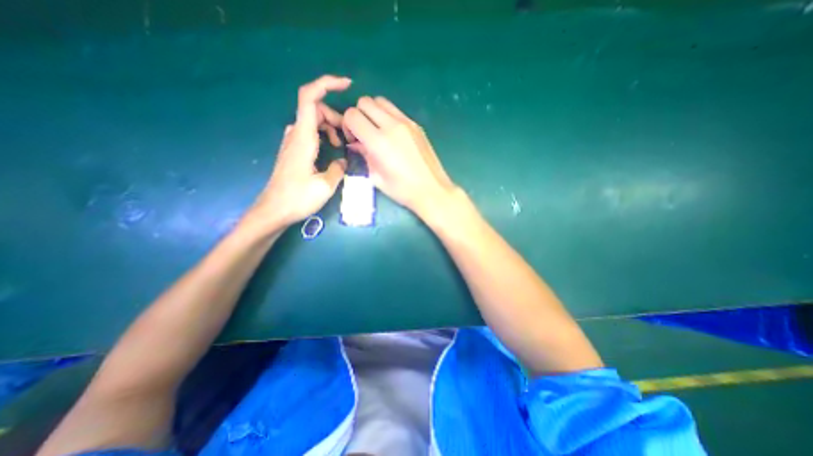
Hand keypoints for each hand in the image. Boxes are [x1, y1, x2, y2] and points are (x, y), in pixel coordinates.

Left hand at [246, 75, 351, 232]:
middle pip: (315, 109)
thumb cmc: (297, 198)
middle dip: (335, 116)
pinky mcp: (294, 151)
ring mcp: (293, 142)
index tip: (347, 85)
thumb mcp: (325, 186)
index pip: (310, 98)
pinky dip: (323, 135)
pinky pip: (310, 133)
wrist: (274, 211)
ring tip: (341, 145)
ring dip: (330, 127)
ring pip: (313, 121)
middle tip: (348, 136)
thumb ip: (338, 169)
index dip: (326, 84)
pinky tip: (331, 151)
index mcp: (303, 138)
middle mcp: (296, 134)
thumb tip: (343, 160)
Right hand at [341, 95, 455, 216]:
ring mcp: (406, 123)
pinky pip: (395, 110)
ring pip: (381, 101)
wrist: (432, 189)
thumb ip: (363, 156)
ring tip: (377, 132)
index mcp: (378, 142)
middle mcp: (392, 125)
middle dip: (358, 115)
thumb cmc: (403, 190)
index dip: (347, 126)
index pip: (352, 115)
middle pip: (365, 102)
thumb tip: (356, 144)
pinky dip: (387, 116)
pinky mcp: (416, 125)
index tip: (354, 140)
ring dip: (373, 112)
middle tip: (364, 134)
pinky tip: (392, 135)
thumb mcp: (376, 177)